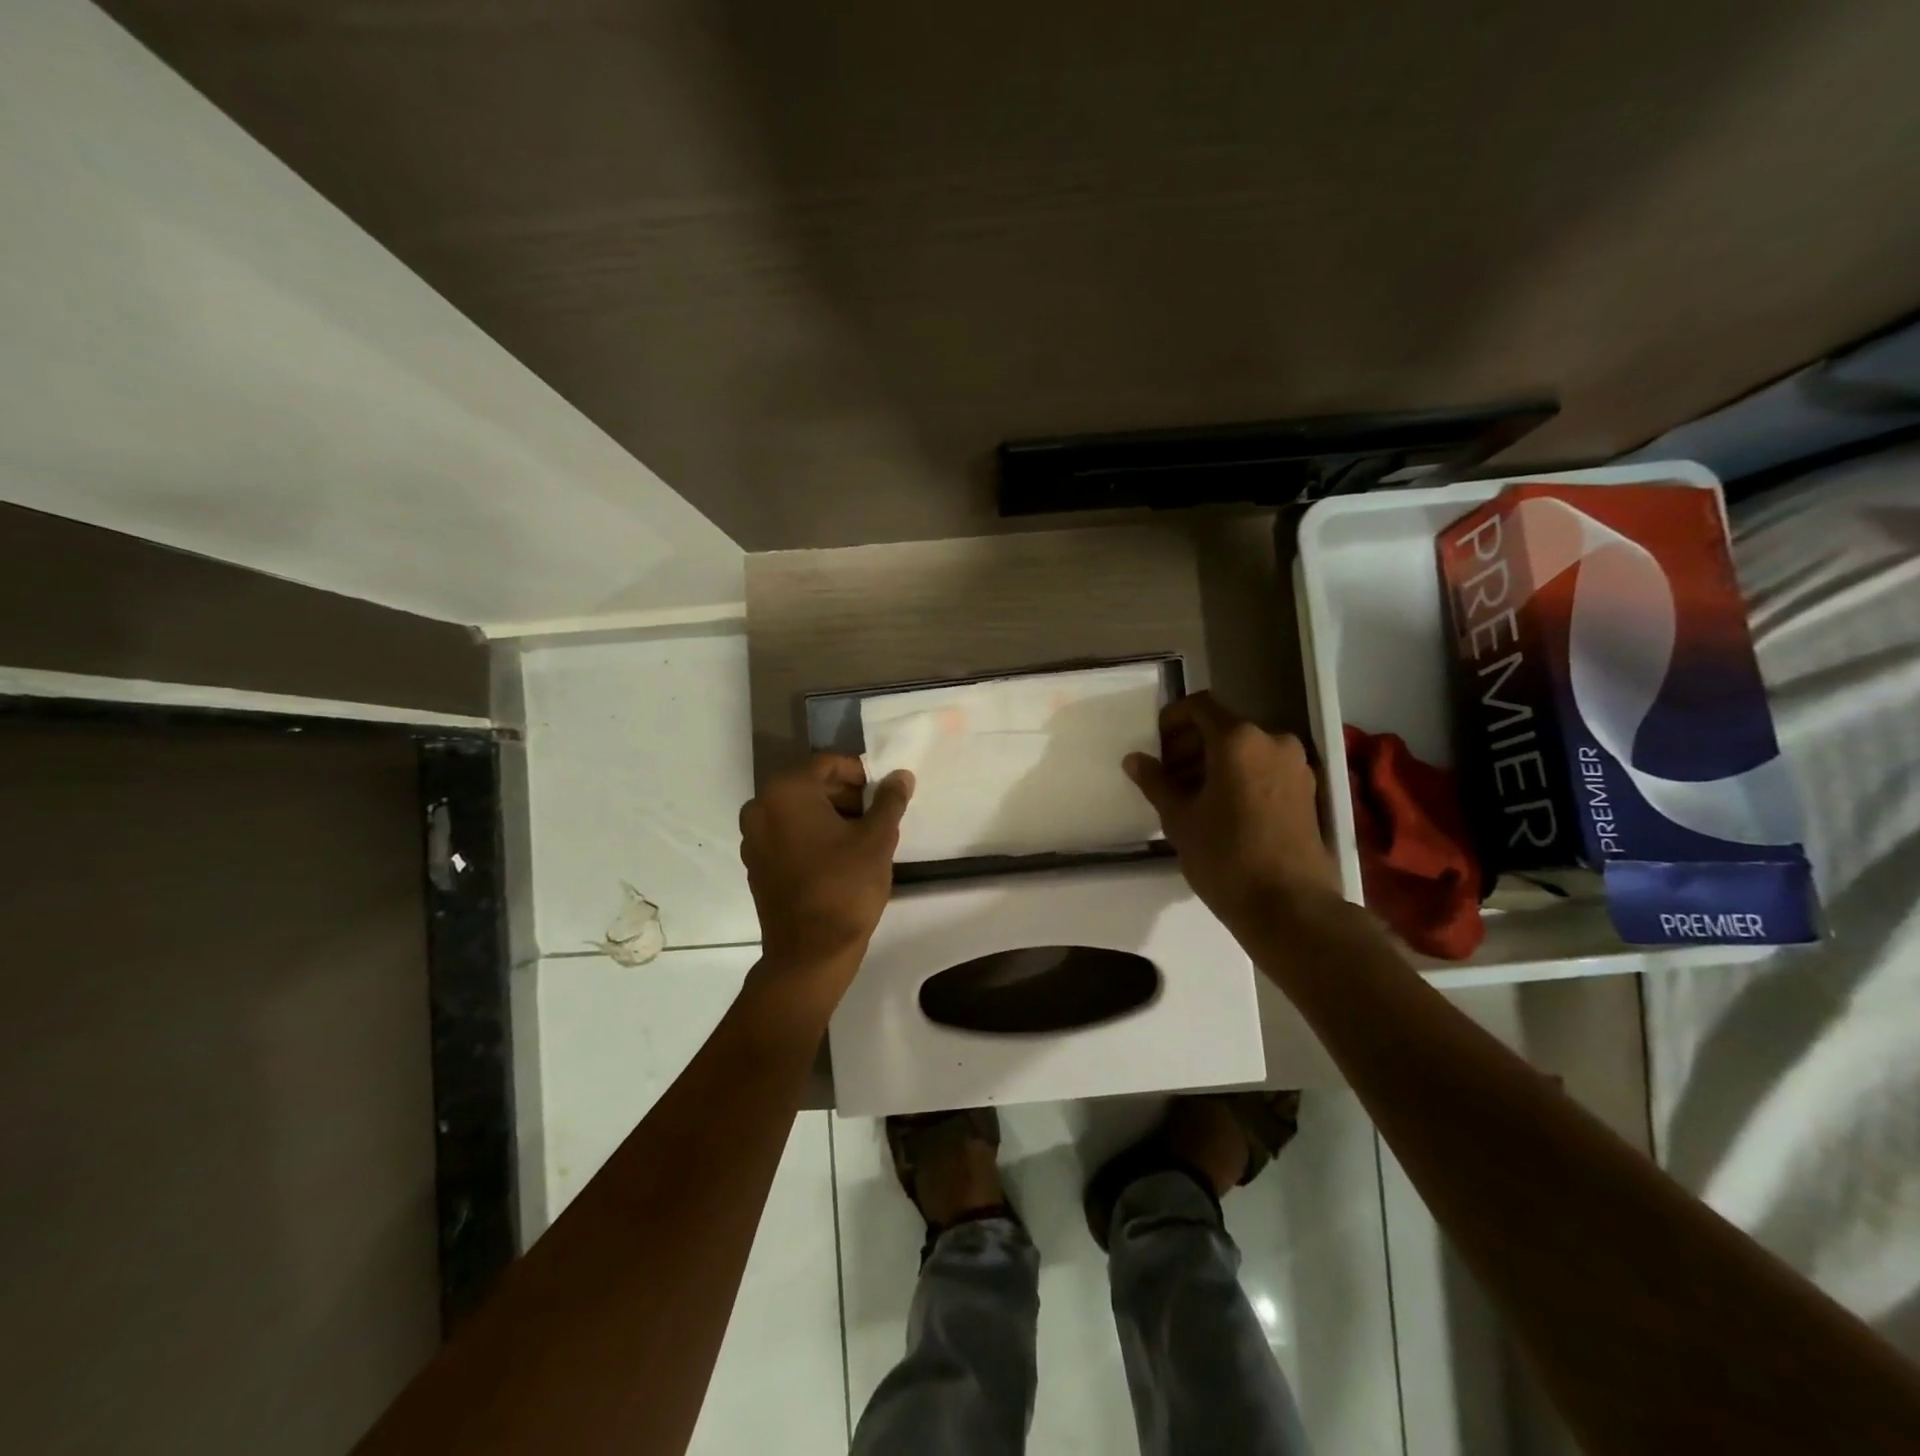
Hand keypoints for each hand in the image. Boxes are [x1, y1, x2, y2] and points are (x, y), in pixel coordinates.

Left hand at [739, 755, 913, 977]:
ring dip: (830, 815)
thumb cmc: (845, 888)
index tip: (884, 792)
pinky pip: (787, 834)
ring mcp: (753, 837)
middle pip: (810, 785)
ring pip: (798, 810)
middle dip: (846, 794)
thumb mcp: (877, 839)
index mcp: (786, 792)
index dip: (860, 773)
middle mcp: (760, 807)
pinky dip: (811, 834)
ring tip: (863, 836)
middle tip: (878, 814)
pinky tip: (839, 856)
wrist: (810, 953)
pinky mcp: (756, 863)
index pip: (827, 764)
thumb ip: (890, 800)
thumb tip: (901, 775)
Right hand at [1123, 692, 1338, 931]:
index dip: (1171, 719)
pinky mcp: (1306, 791)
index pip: (1199, 706)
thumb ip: (1155, 782)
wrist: (1289, 906)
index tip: (1154, 746)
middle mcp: (1273, 741)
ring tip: (1189, 797)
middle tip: (1165, 777)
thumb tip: (1135, 759)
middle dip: (1189, 746)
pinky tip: (1219, 809)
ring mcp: (1296, 766)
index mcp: (1239, 739)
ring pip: (1244, 750)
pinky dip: (1238, 777)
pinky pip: (1264, 769)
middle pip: (1223, 727)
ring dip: (1213, 763)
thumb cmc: (1225, 856)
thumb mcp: (1179, 818)